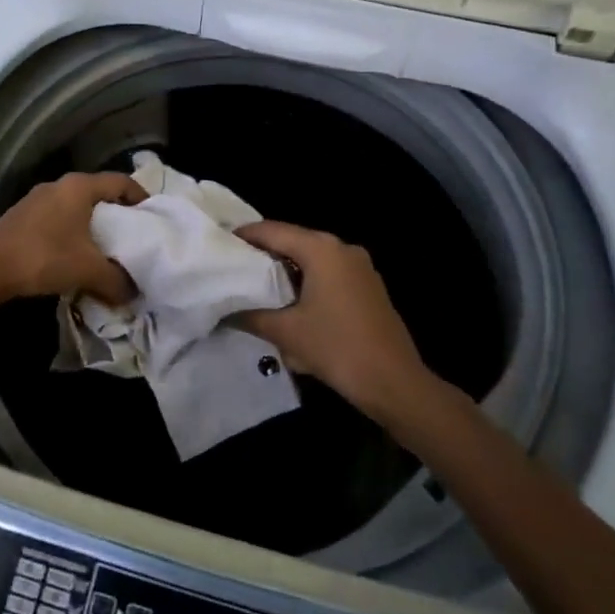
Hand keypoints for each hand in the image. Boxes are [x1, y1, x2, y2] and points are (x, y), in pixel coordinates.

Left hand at [0, 172, 143, 305]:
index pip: (121, 182)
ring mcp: (38, 199)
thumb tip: (133, 293)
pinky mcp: (23, 217)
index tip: (152, 219)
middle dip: (118, 215)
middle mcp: (60, 185)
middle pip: (99, 194)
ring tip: (106, 251)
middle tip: (133, 238)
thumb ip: (117, 280)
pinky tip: (74, 257)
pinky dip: (73, 233)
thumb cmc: (43, 257)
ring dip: (93, 226)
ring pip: (77, 208)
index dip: (141, 198)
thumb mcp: (88, 271)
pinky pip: (59, 219)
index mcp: (80, 187)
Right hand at [233, 221, 430, 418]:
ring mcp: (359, 267)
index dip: (244, 235)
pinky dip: (306, 281)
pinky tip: (290, 302)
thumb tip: (224, 310)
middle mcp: (342, 248)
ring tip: (255, 284)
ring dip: (285, 269)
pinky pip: (328, 273)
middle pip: (293, 241)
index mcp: (322, 249)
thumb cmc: (337, 348)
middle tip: (233, 265)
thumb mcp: (287, 333)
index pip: (272, 230)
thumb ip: (250, 316)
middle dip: (263, 253)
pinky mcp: (368, 287)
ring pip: (312, 258)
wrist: (395, 382)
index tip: (219, 243)